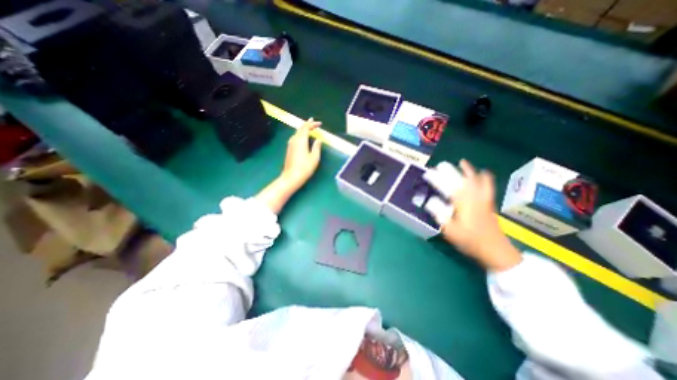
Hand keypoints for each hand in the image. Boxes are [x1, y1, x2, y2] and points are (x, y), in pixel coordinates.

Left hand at [280, 117, 322, 189]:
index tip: (320, 124)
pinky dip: (300, 134)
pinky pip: (295, 137)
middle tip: (313, 121)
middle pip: (300, 129)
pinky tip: (302, 137)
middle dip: (307, 124)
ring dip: (303, 129)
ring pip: (297, 132)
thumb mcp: (314, 157)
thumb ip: (317, 147)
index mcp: (301, 140)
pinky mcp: (289, 149)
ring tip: (308, 127)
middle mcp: (294, 140)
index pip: (306, 128)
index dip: (313, 124)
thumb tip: (319, 139)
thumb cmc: (305, 167)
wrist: (292, 176)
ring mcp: (290, 144)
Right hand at [436, 161, 519, 272]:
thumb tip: (429, 201)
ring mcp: (483, 199)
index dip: (436, 179)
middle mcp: (473, 197)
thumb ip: (439, 214)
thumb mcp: (450, 230)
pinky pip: (487, 185)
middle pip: (461, 180)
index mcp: (462, 203)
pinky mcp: (488, 203)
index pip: (447, 187)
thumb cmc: (470, 241)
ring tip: (462, 162)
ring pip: (476, 180)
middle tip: (440, 165)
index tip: (428, 174)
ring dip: (468, 170)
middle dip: (450, 171)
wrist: (495, 250)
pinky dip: (484, 177)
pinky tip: (483, 173)